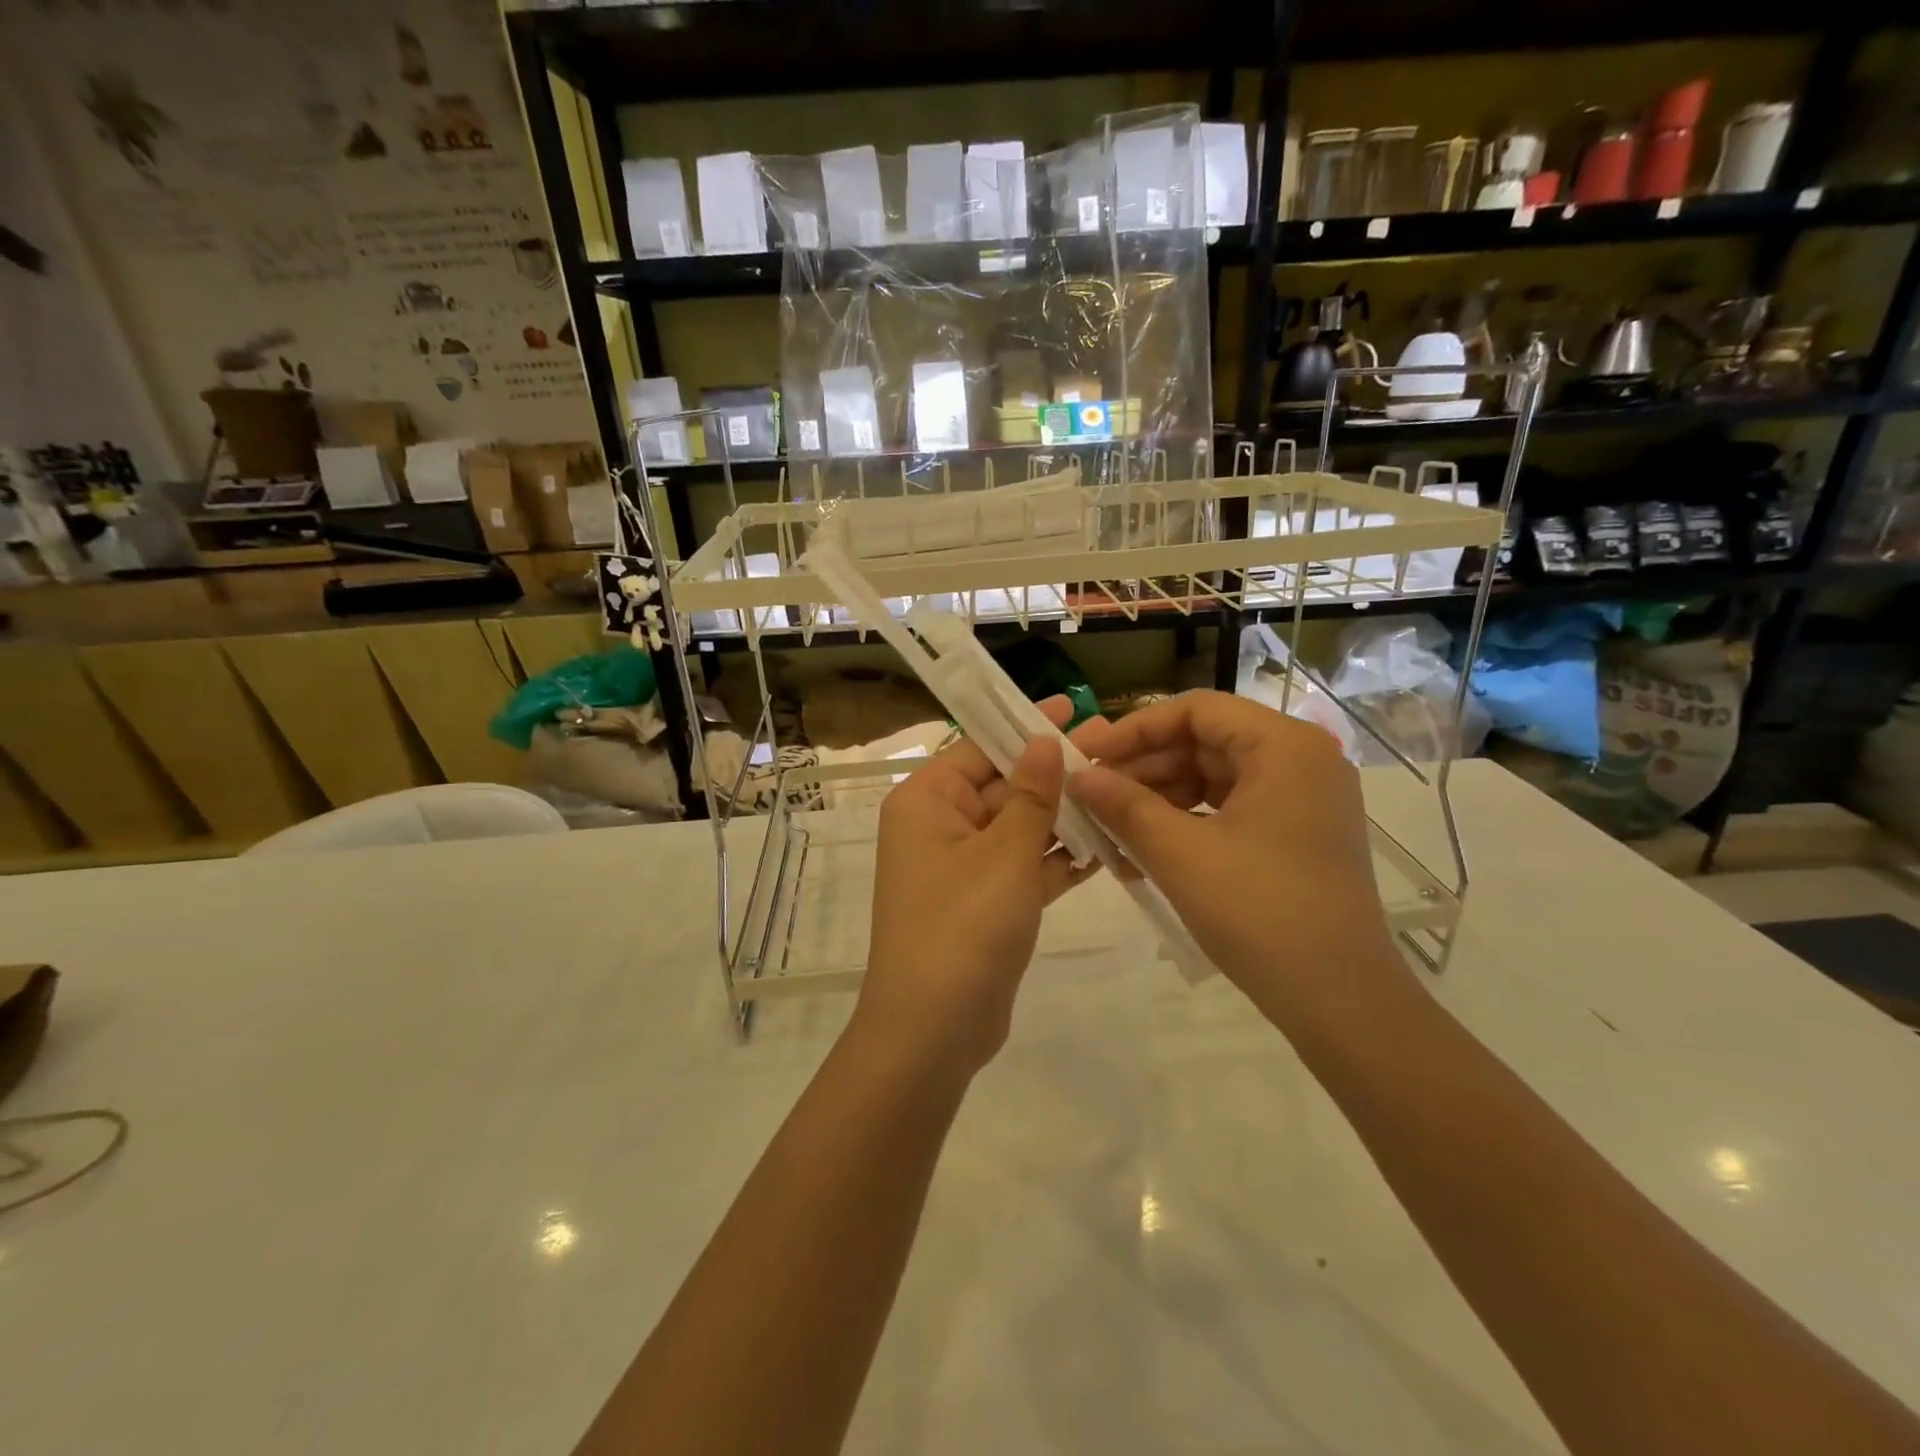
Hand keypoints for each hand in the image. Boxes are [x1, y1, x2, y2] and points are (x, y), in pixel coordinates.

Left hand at [855, 699, 1100, 1078]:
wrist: (933, 1031)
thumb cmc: (963, 927)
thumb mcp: (1004, 854)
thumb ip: (1031, 796)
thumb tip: (1043, 740)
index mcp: (927, 801)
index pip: (979, 746)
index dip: (1025, 725)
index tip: (1074, 708)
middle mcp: (940, 826)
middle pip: (1003, 785)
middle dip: (1054, 773)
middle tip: (1113, 750)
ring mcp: (963, 868)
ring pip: (1019, 828)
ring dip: (1063, 816)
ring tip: (1121, 791)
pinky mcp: (986, 903)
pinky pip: (1025, 867)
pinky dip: (1059, 859)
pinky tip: (1108, 844)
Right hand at [1066, 690, 1407, 1032]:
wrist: (1340, 1000)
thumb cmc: (1259, 912)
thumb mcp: (1179, 853)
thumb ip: (1123, 805)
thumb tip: (1078, 776)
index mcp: (1284, 746)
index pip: (1196, 710)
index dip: (1136, 729)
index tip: (1089, 755)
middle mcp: (1301, 760)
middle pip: (1205, 742)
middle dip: (1143, 768)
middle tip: (1090, 792)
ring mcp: (1302, 799)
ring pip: (1213, 778)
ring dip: (1158, 799)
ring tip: (1108, 827)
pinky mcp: (1296, 835)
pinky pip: (1229, 810)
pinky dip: (1186, 823)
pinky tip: (1142, 849)